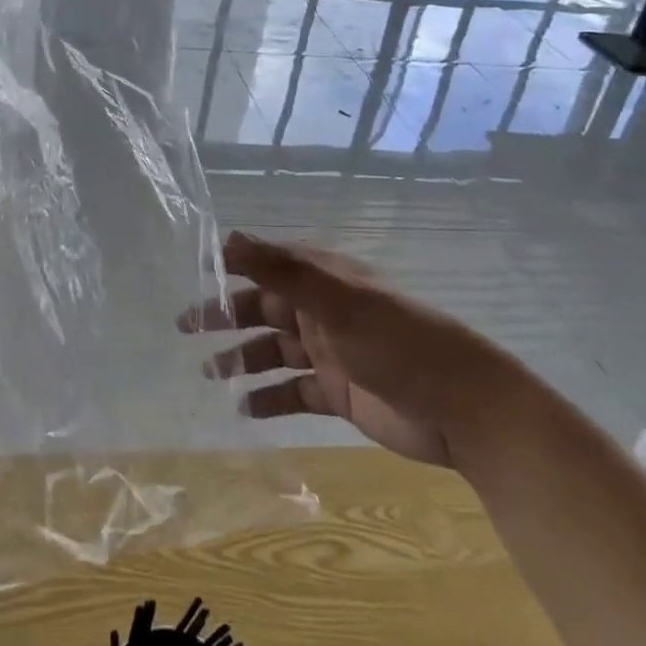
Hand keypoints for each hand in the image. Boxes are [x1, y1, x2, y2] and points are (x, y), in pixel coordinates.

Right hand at [181, 232, 518, 468]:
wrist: (461, 407)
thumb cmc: (396, 341)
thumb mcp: (336, 299)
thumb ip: (281, 270)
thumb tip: (228, 236)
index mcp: (322, 279)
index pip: (266, 265)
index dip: (230, 269)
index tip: (192, 277)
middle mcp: (321, 310)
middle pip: (263, 308)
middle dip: (225, 316)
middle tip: (184, 328)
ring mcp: (329, 352)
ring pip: (273, 351)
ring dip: (242, 359)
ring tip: (207, 373)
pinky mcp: (337, 393)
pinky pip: (293, 392)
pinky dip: (269, 399)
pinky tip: (243, 409)